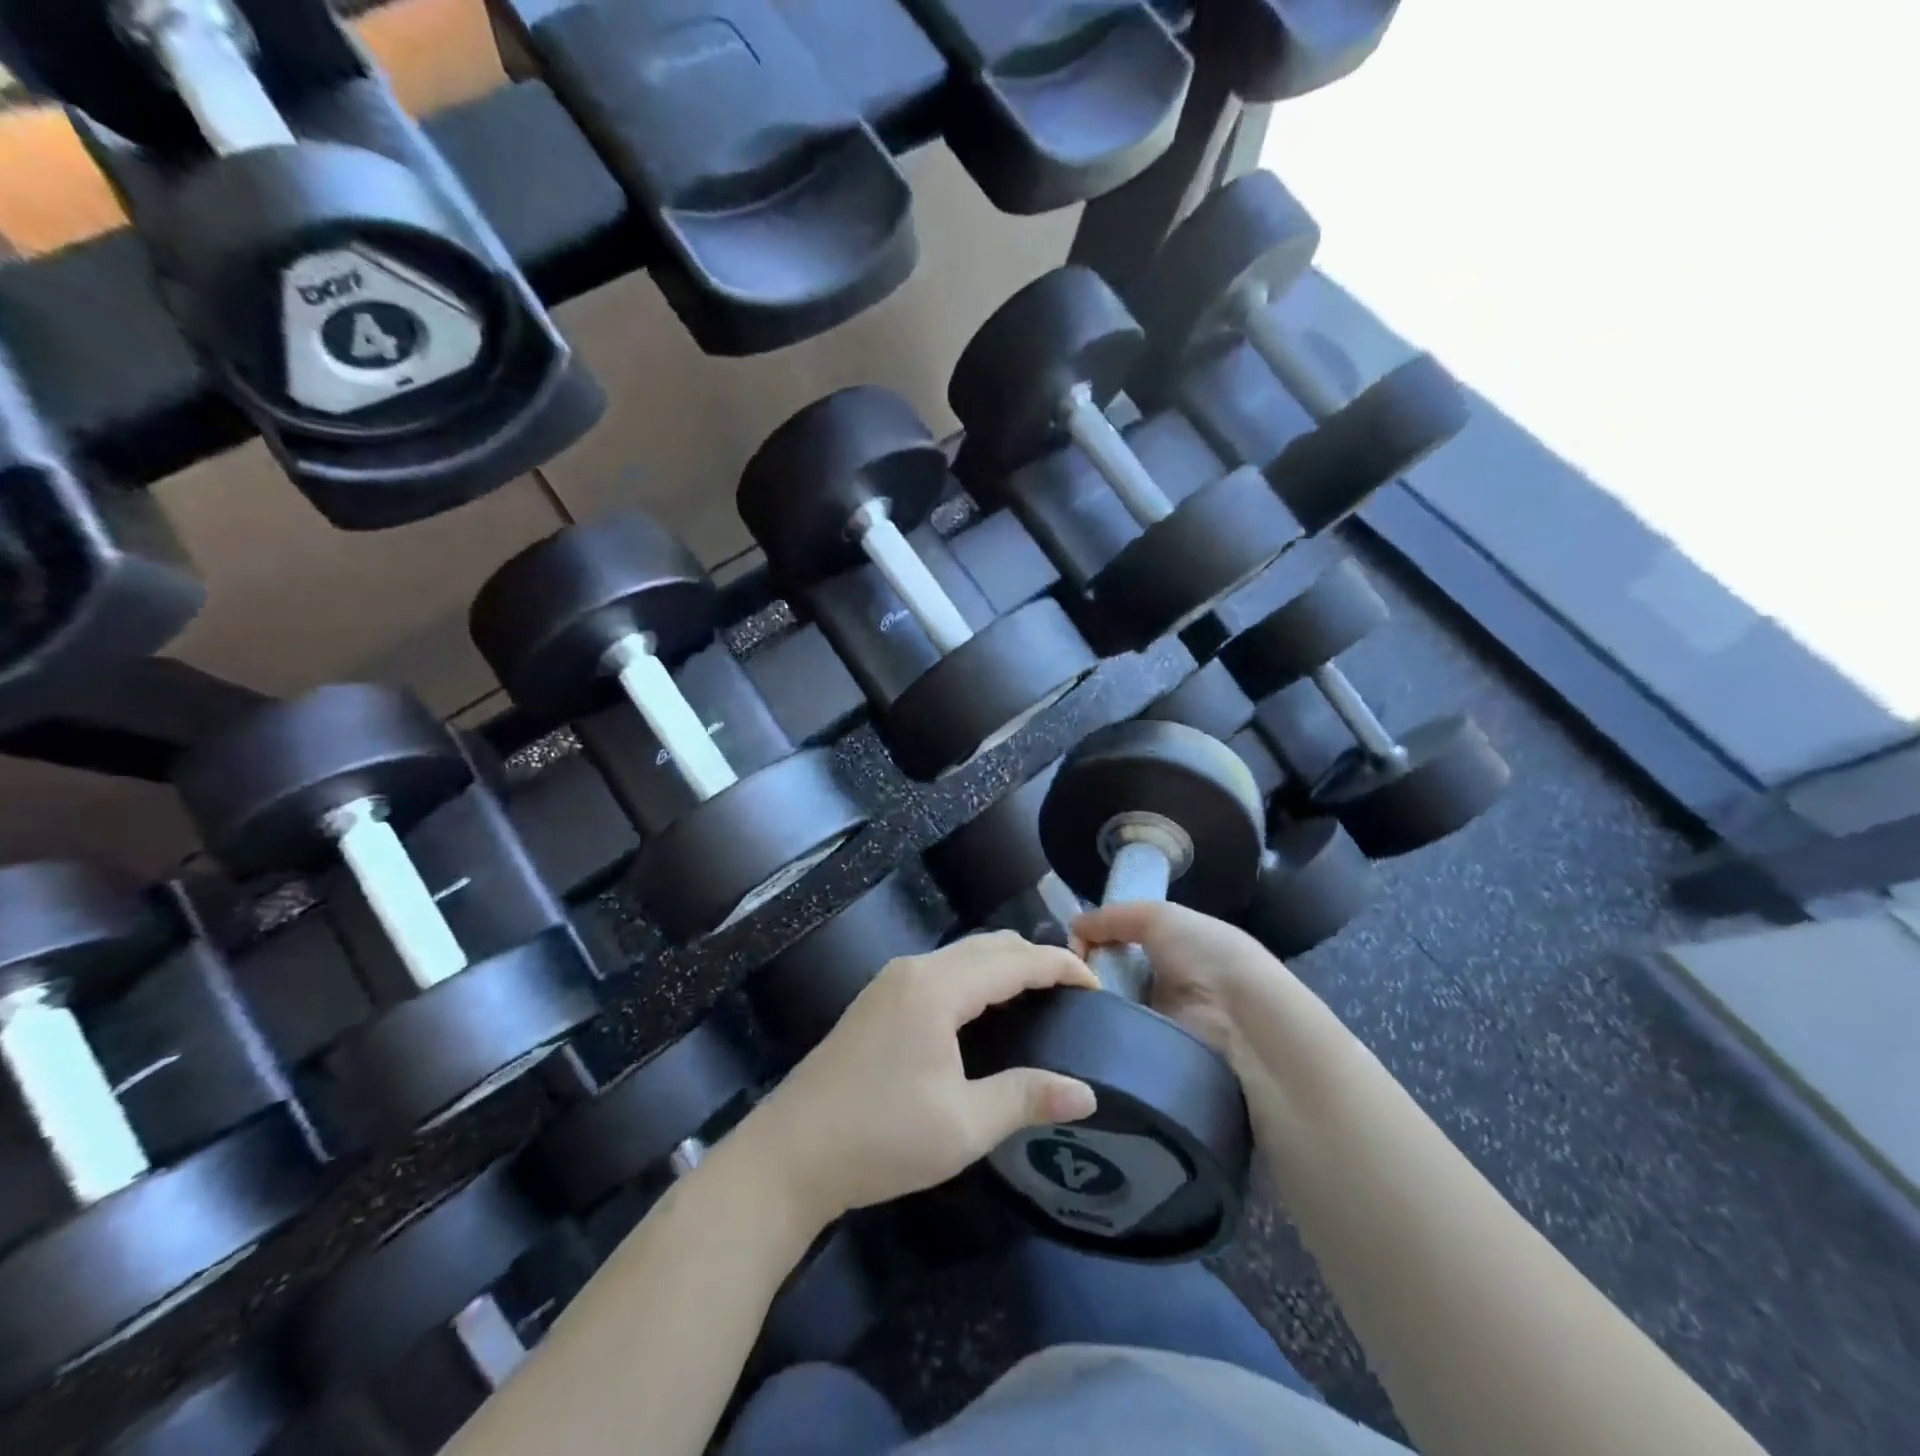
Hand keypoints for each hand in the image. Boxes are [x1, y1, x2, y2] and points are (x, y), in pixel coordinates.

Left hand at [738, 931, 1099, 1230]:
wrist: (789, 1154)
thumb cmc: (880, 1138)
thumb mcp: (963, 1125)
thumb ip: (1026, 1097)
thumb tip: (1086, 1094)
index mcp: (938, 988)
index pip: (1014, 960)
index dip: (1060, 965)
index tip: (1097, 984)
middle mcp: (915, 969)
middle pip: (989, 946)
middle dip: (1035, 959)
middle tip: (1073, 992)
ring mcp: (891, 982)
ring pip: (963, 955)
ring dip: (1004, 966)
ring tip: (1040, 998)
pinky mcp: (878, 1000)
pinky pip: (942, 970)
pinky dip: (977, 977)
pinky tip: (987, 1011)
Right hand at [1072, 900, 1292, 1061]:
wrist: (1244, 1025)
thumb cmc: (1206, 957)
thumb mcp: (1159, 916)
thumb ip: (1113, 917)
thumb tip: (1073, 926)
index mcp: (1178, 948)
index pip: (1124, 941)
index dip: (1096, 939)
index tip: (1072, 946)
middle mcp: (1170, 984)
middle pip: (1113, 975)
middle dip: (1087, 974)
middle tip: (1062, 978)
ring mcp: (1165, 1025)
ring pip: (1111, 1011)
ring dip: (1091, 1006)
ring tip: (1066, 1005)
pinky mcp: (1159, 1062)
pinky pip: (1119, 1046)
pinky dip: (1102, 1039)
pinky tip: (1082, 1032)